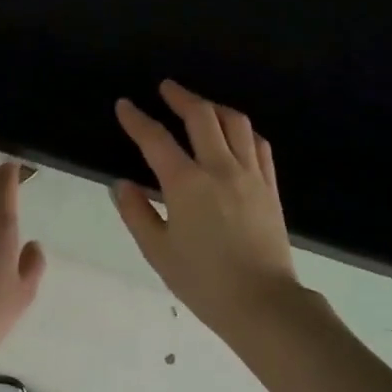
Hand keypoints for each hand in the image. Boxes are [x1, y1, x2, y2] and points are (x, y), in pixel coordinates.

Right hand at [113, 81, 301, 342]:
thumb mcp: (158, 252)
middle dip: (180, 97)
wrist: (263, 303)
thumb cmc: (204, 281)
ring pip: (235, 123)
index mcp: (186, 184)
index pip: (156, 139)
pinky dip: (243, 130)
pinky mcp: (270, 187)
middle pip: (201, 116)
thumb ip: (136, 213)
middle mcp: (220, 168)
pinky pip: (259, 145)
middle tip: (166, 87)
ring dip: (214, 106)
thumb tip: (122, 184)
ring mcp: (250, 174)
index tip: (125, 105)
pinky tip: (236, 132)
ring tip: (200, 105)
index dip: (137, 119)